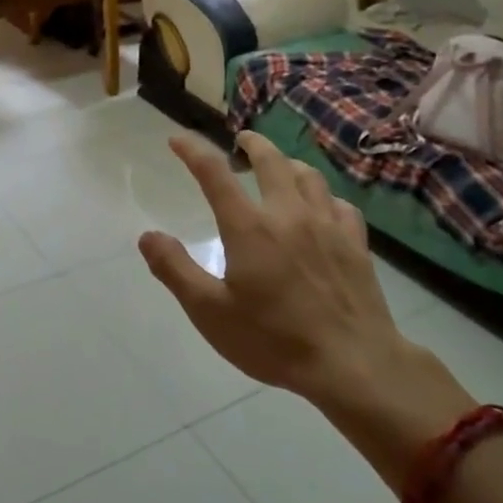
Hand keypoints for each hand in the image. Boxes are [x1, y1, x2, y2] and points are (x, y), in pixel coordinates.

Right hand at [140, 131, 475, 482]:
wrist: (352, 363)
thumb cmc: (274, 340)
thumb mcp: (210, 313)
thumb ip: (175, 270)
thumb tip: (147, 235)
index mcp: (249, 227)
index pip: (214, 173)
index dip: (192, 150)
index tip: (177, 140)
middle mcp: (288, 214)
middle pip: (270, 160)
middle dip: (252, 143)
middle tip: (242, 141)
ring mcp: (327, 225)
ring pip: (308, 175)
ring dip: (288, 164)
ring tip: (280, 168)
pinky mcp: (355, 243)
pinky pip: (340, 204)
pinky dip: (324, 197)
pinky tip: (322, 207)